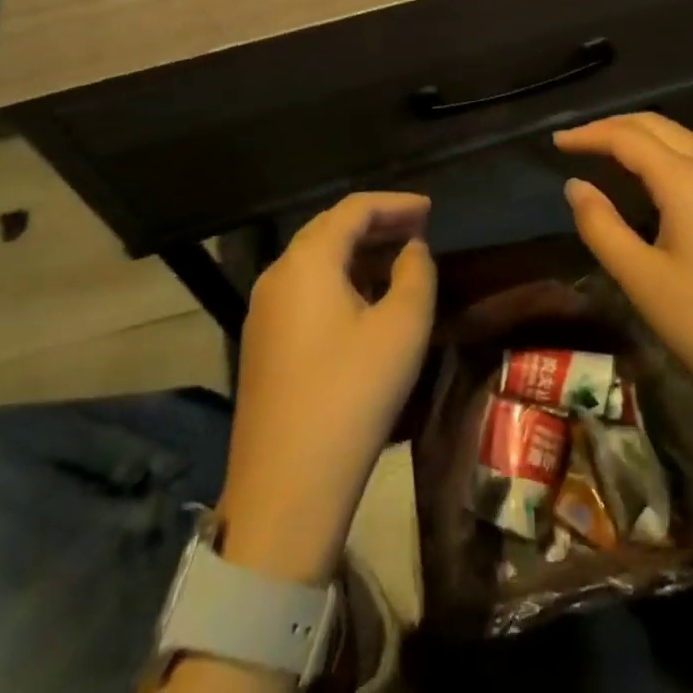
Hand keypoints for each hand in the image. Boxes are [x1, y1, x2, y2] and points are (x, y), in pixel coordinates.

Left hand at [215, 192, 434, 585]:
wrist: (286, 489)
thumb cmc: (352, 394)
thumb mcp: (403, 327)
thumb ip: (416, 272)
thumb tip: (411, 249)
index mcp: (307, 261)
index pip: (353, 209)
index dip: (395, 203)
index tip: (430, 209)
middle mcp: (278, 274)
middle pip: (330, 229)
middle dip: (376, 224)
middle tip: (418, 229)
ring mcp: (264, 311)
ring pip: (316, 261)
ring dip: (358, 253)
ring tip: (399, 262)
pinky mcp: (262, 343)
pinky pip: (305, 290)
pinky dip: (339, 280)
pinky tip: (365, 301)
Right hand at [555, 113, 692, 447]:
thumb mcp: (642, 280)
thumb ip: (601, 226)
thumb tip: (575, 185)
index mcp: (687, 181)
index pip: (629, 138)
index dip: (589, 134)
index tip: (556, 142)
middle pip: (658, 126)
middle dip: (614, 126)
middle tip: (578, 141)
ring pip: (682, 139)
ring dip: (642, 136)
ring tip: (607, 151)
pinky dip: (666, 153)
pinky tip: (653, 179)